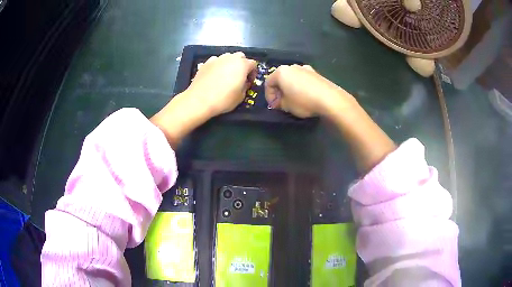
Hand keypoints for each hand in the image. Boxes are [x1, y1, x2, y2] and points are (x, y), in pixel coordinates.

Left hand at [151, 52, 256, 147]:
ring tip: (226, 75)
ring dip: (230, 64)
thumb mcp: (241, 97)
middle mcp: (230, 58)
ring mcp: (217, 59)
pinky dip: (218, 66)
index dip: (253, 73)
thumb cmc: (223, 99)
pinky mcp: (206, 63)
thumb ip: (245, 86)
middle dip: (242, 65)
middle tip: (239, 77)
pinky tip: (215, 76)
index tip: (249, 82)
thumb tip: (244, 83)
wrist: (200, 100)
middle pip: (241, 56)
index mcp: (242, 65)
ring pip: (228, 57)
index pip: (253, 64)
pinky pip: (216, 61)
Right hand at [265, 64, 353, 117]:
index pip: (268, 83)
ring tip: (293, 100)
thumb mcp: (286, 106)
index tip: (274, 106)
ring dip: (290, 88)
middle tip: (282, 103)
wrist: (330, 99)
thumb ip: (278, 103)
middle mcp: (292, 67)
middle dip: (279, 91)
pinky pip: (303, 79)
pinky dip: (300, 87)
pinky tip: (305, 96)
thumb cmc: (303, 101)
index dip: (269, 96)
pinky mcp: (315, 73)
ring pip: (292, 78)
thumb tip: (279, 102)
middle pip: (280, 78)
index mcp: (281, 72)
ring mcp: (305, 68)